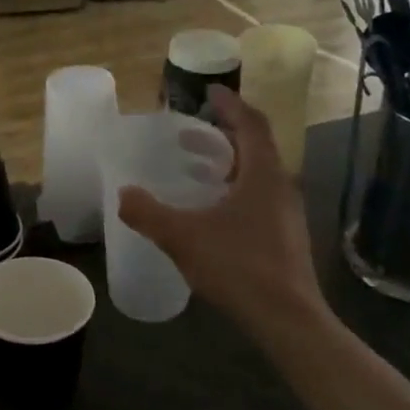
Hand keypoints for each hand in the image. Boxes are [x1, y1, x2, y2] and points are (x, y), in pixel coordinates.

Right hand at [118, 88, 329, 339]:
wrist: (286, 318)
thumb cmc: (238, 266)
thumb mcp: (182, 237)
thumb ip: (148, 213)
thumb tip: (123, 193)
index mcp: (262, 174)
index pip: (250, 124)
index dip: (231, 104)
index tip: (210, 91)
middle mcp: (279, 186)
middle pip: (255, 147)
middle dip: (223, 134)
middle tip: (191, 130)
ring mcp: (286, 213)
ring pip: (256, 174)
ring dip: (226, 163)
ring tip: (193, 166)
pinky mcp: (284, 236)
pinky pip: (257, 197)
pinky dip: (232, 188)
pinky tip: (209, 209)